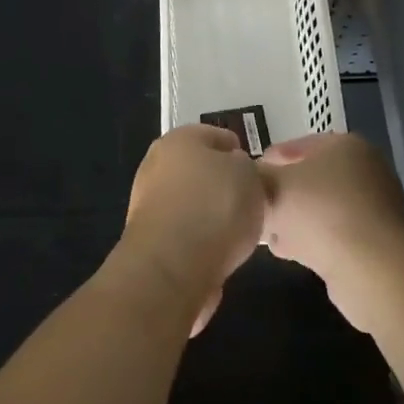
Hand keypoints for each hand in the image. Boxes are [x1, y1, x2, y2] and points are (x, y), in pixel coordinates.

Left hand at [122, 124, 266, 333]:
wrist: (172, 268)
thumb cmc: (215, 207)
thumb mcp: (249, 175)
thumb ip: (245, 167)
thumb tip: (233, 171)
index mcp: (179, 139)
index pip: (215, 136)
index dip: (238, 150)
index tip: (256, 171)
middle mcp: (157, 165)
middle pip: (198, 169)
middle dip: (222, 183)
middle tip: (249, 200)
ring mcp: (147, 204)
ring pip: (190, 202)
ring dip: (210, 213)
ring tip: (239, 232)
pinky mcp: (148, 241)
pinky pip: (183, 233)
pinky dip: (200, 240)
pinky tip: (219, 253)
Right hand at [259, 133, 403, 330]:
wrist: (372, 269)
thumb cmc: (319, 212)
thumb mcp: (273, 186)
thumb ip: (255, 178)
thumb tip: (246, 179)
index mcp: (344, 145)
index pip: (295, 146)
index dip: (266, 162)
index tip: (245, 180)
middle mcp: (365, 170)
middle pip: (310, 178)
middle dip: (281, 193)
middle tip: (256, 208)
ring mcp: (375, 207)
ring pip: (321, 208)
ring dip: (295, 219)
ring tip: (268, 233)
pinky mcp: (377, 242)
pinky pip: (335, 234)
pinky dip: (313, 239)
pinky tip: (290, 252)